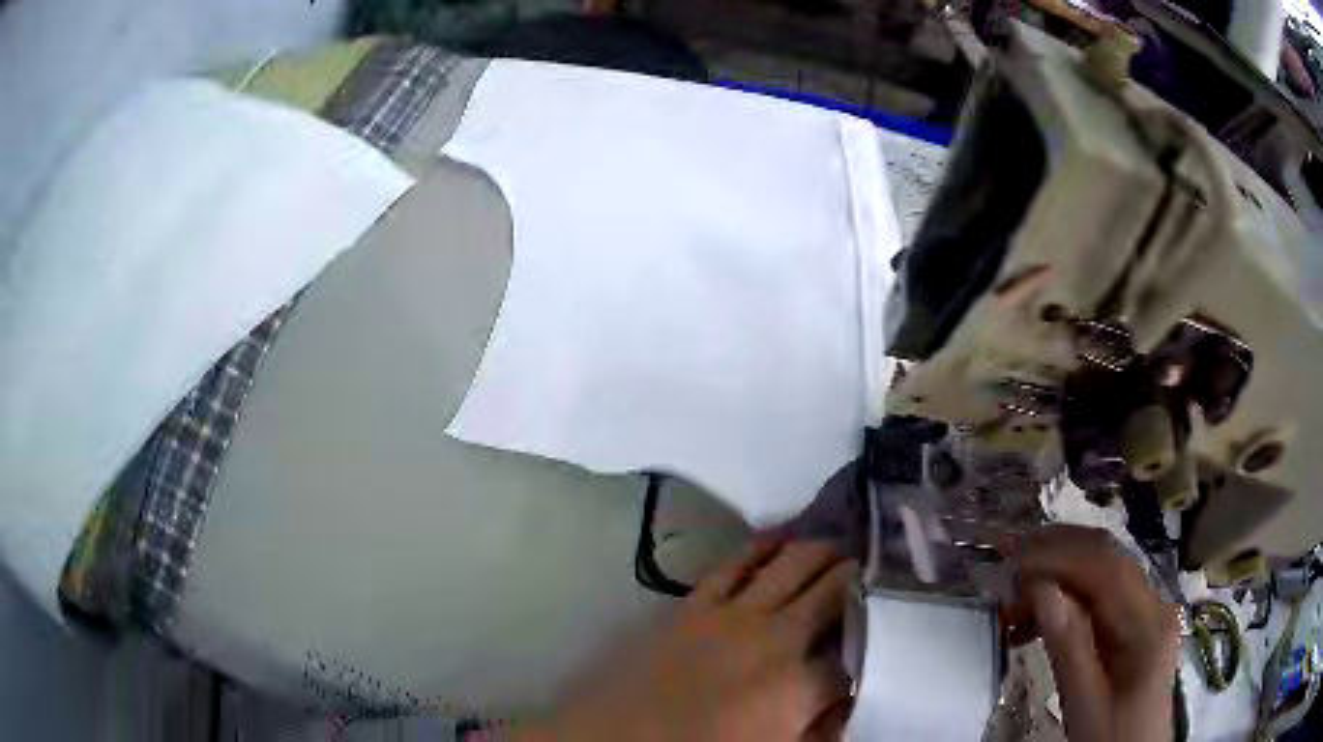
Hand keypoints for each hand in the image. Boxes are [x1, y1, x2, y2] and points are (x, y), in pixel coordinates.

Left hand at [516, 541, 856, 741]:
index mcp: (799, 686)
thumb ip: (820, 732)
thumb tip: (848, 702)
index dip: (874, 641)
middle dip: (858, 579)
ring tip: (839, 546)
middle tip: (874, 571)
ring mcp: (731, 615)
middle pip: (832, 592)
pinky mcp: (693, 605)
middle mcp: (774, 639)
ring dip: (820, 553)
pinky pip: (734, 564)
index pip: (857, 654)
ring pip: (790, 565)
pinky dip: (761, 548)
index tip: (886, 629)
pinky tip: (778, 539)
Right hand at [1005, 526, 1181, 741]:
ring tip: (1014, 600)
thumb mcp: (1084, 702)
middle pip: (1107, 559)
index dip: (1057, 556)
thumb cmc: (1109, 737)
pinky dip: (1067, 601)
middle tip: (1007, 555)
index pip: (1104, 569)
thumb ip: (1068, 645)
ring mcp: (1147, 611)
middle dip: (1057, 552)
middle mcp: (1153, 603)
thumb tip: (1040, 588)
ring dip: (1058, 577)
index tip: (1010, 561)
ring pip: (1102, 574)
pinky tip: (1037, 621)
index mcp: (1147, 622)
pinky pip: (1102, 598)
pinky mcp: (1137, 625)